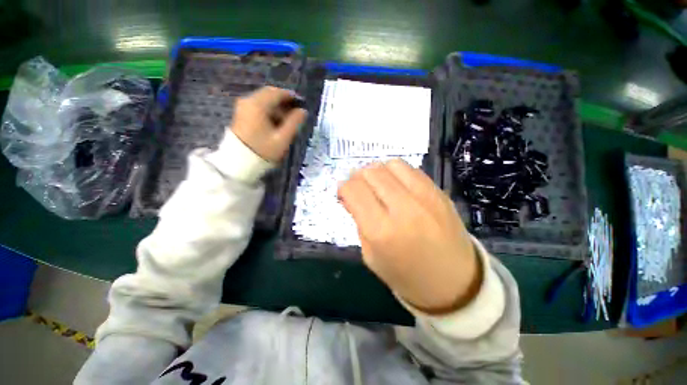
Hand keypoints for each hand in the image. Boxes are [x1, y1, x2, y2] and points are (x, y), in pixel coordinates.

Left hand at [231, 86, 306, 161]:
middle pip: (269, 94)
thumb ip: (294, 123)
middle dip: (283, 101)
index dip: (291, 96)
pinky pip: (257, 106)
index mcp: (258, 105)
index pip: (277, 93)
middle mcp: (248, 101)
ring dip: (276, 107)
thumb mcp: (282, 138)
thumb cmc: (263, 150)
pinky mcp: (241, 114)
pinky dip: (268, 110)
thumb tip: (303, 111)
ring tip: (287, 120)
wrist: (240, 162)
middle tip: (295, 112)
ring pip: (263, 100)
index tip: (302, 103)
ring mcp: (243, 107)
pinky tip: (275, 122)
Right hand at [338, 160, 481, 313]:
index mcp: (381, 231)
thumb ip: (358, 222)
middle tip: (359, 188)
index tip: (344, 193)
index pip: (353, 190)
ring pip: (391, 165)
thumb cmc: (406, 276)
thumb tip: (350, 197)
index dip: (343, 187)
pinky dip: (397, 173)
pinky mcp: (440, 192)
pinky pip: (411, 170)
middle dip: (358, 177)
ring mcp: (425, 197)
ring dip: (378, 171)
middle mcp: (403, 208)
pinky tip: (397, 185)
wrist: (455, 283)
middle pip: (371, 172)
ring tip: (378, 185)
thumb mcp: (371, 255)